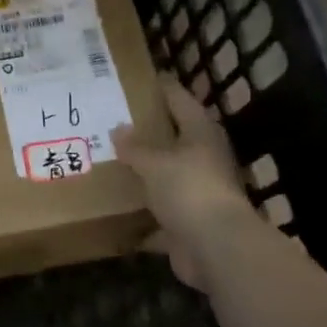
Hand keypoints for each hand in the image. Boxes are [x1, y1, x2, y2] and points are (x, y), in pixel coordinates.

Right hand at [113, 73, 255, 288]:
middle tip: (113, 122)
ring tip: (109, 163)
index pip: (180, 100)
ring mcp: (197, 194)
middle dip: (147, 134)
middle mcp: (203, 160)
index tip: (142, 78)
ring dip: (144, 176)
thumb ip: (135, 147)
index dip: (163, 88)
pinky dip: (141, 218)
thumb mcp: (155, 163)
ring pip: (166, 179)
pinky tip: (115, 213)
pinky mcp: (188, 225)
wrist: (216, 248)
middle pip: (174, 140)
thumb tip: (118, 129)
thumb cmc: (189, 190)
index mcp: (200, 135)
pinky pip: (159, 217)